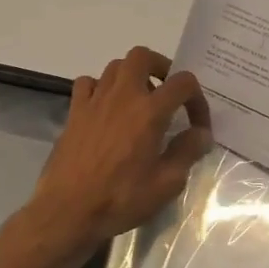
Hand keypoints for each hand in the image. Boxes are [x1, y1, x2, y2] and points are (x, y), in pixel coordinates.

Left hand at [29, 47, 213, 248]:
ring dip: (132, 76)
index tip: (197, 125)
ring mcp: (94, 101)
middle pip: (142, 56)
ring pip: (115, 66)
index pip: (183, 83)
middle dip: (160, 67)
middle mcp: (122, 96)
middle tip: (167, 92)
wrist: (67, 211)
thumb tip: (201, 134)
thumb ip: (187, 152)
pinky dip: (100, 88)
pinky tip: (106, 109)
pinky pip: (88, 83)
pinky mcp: (74, 113)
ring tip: (140, 100)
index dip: (197, 99)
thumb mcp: (166, 183)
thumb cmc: (121, 199)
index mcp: (149, 112)